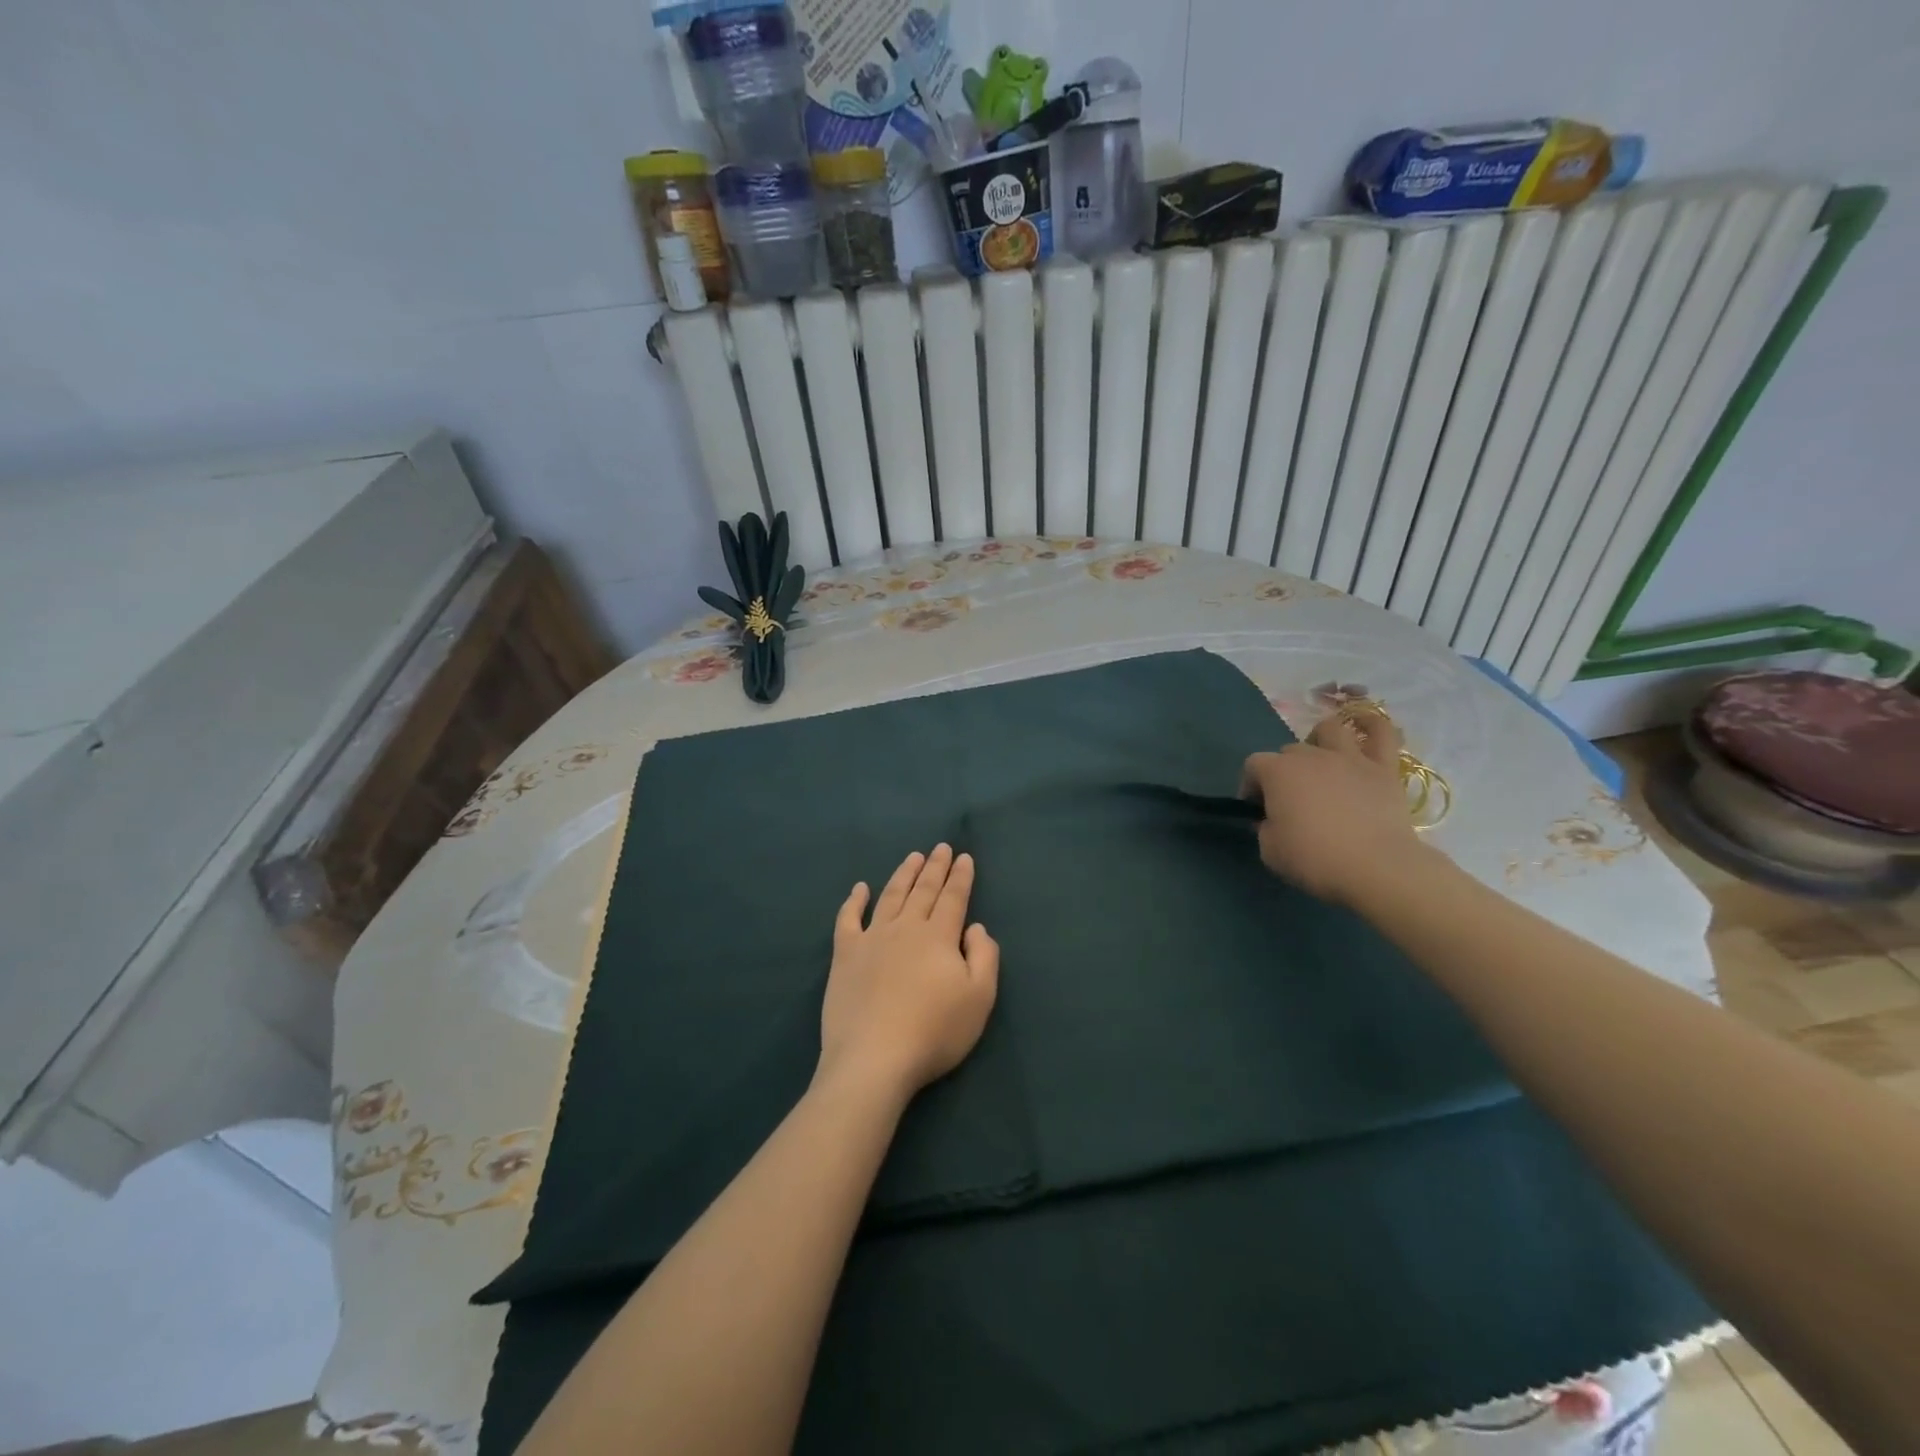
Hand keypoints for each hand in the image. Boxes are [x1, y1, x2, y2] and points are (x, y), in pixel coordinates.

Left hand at [817, 845, 1000, 1102]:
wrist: (874, 1058)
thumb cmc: (934, 1031)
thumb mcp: (979, 998)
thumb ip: (984, 957)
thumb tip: (975, 927)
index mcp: (939, 936)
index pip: (953, 898)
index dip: (960, 877)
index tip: (964, 857)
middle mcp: (905, 928)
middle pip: (922, 890)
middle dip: (934, 867)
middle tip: (940, 847)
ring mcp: (871, 939)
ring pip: (890, 897)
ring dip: (903, 875)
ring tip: (912, 858)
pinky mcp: (844, 955)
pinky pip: (848, 919)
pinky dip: (854, 901)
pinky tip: (859, 888)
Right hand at [1241, 710, 1425, 904]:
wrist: (1376, 868)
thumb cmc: (1314, 859)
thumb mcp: (1269, 849)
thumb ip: (1265, 827)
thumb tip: (1273, 820)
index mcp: (1278, 772)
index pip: (1253, 765)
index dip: (1251, 786)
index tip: (1257, 809)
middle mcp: (1311, 756)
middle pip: (1289, 751)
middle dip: (1284, 771)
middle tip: (1291, 800)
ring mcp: (1349, 758)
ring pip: (1330, 729)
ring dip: (1321, 741)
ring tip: (1322, 762)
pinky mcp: (1383, 769)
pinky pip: (1382, 734)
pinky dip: (1372, 726)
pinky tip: (1366, 726)